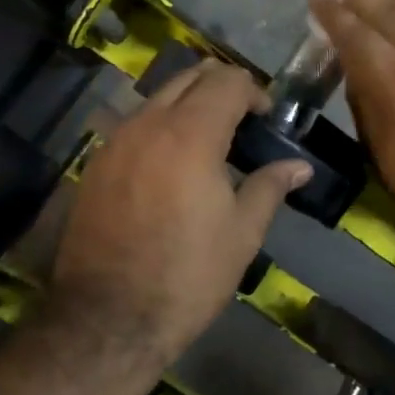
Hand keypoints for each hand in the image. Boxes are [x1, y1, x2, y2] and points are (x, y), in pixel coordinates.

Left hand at [51, 61, 309, 364]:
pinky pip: (133, 125)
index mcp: (191, 134)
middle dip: (220, 87)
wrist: (108, 317)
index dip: (254, 92)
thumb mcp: (242, 233)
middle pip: (188, 77)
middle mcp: (148, 124)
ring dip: (187, 105)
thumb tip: (300, 166)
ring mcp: (115, 142)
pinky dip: (159, 127)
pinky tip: (170, 165)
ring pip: (157, 98)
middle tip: (242, 120)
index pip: (227, 81)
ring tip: (208, 142)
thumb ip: (270, 187)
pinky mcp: (95, 164)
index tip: (266, 119)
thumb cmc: (187, 275)